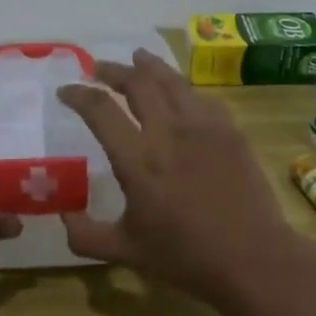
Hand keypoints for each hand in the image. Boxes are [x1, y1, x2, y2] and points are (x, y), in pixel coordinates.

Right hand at [57, 50, 300, 301]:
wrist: (252, 258)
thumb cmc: (186, 257)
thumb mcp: (126, 252)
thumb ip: (86, 235)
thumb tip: (63, 216)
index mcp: (137, 159)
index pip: (100, 110)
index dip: (78, 94)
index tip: (66, 90)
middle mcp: (167, 131)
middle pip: (137, 82)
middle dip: (113, 70)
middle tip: (99, 68)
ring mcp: (202, 126)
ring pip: (171, 81)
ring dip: (149, 66)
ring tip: (138, 58)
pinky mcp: (229, 130)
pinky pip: (201, 97)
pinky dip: (182, 87)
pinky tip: (179, 91)